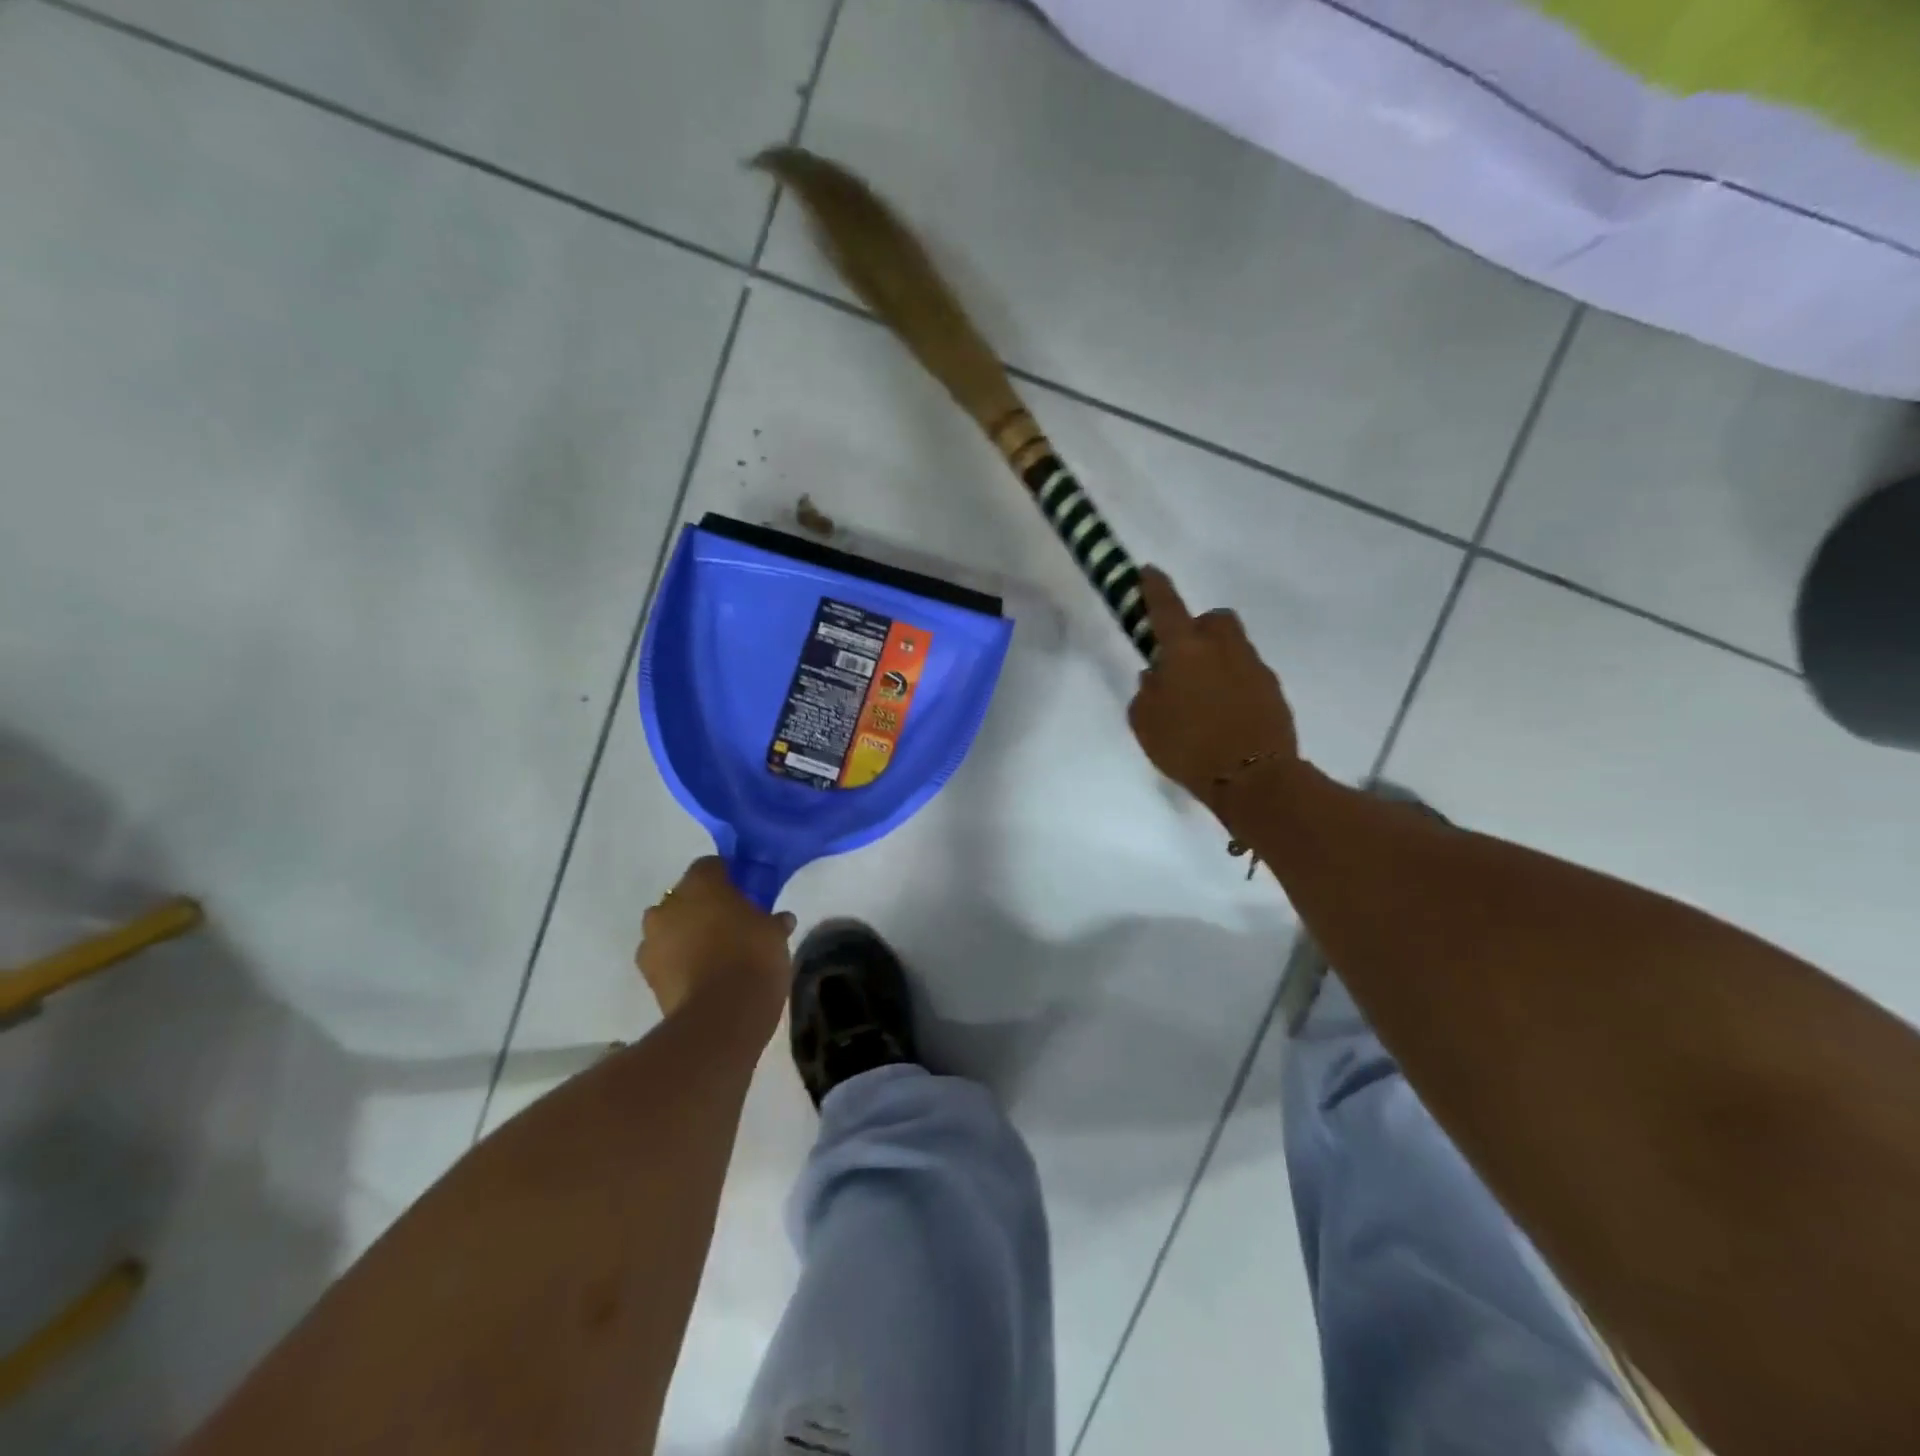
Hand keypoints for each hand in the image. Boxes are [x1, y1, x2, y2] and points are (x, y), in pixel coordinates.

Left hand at [636, 857, 797, 1017]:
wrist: (721, 1015)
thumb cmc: (752, 957)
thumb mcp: (774, 934)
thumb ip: (773, 921)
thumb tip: (781, 920)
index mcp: (701, 883)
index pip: (710, 865)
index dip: (726, 876)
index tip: (743, 891)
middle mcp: (669, 904)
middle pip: (685, 896)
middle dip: (702, 906)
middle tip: (729, 923)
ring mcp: (652, 940)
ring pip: (669, 926)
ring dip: (685, 933)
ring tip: (712, 952)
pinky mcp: (646, 974)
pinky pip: (664, 956)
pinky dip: (677, 961)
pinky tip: (700, 974)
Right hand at [1127, 566, 1298, 817]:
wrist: (1254, 779)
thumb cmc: (1188, 748)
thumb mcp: (1145, 723)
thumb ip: (1147, 692)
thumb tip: (1157, 675)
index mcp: (1185, 650)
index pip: (1166, 607)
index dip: (1154, 588)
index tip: (1148, 572)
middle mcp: (1222, 648)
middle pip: (1213, 619)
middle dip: (1198, 629)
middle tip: (1183, 657)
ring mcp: (1253, 667)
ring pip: (1233, 646)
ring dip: (1217, 658)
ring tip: (1203, 694)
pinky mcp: (1273, 689)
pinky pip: (1247, 674)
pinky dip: (1234, 684)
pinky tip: (1224, 714)